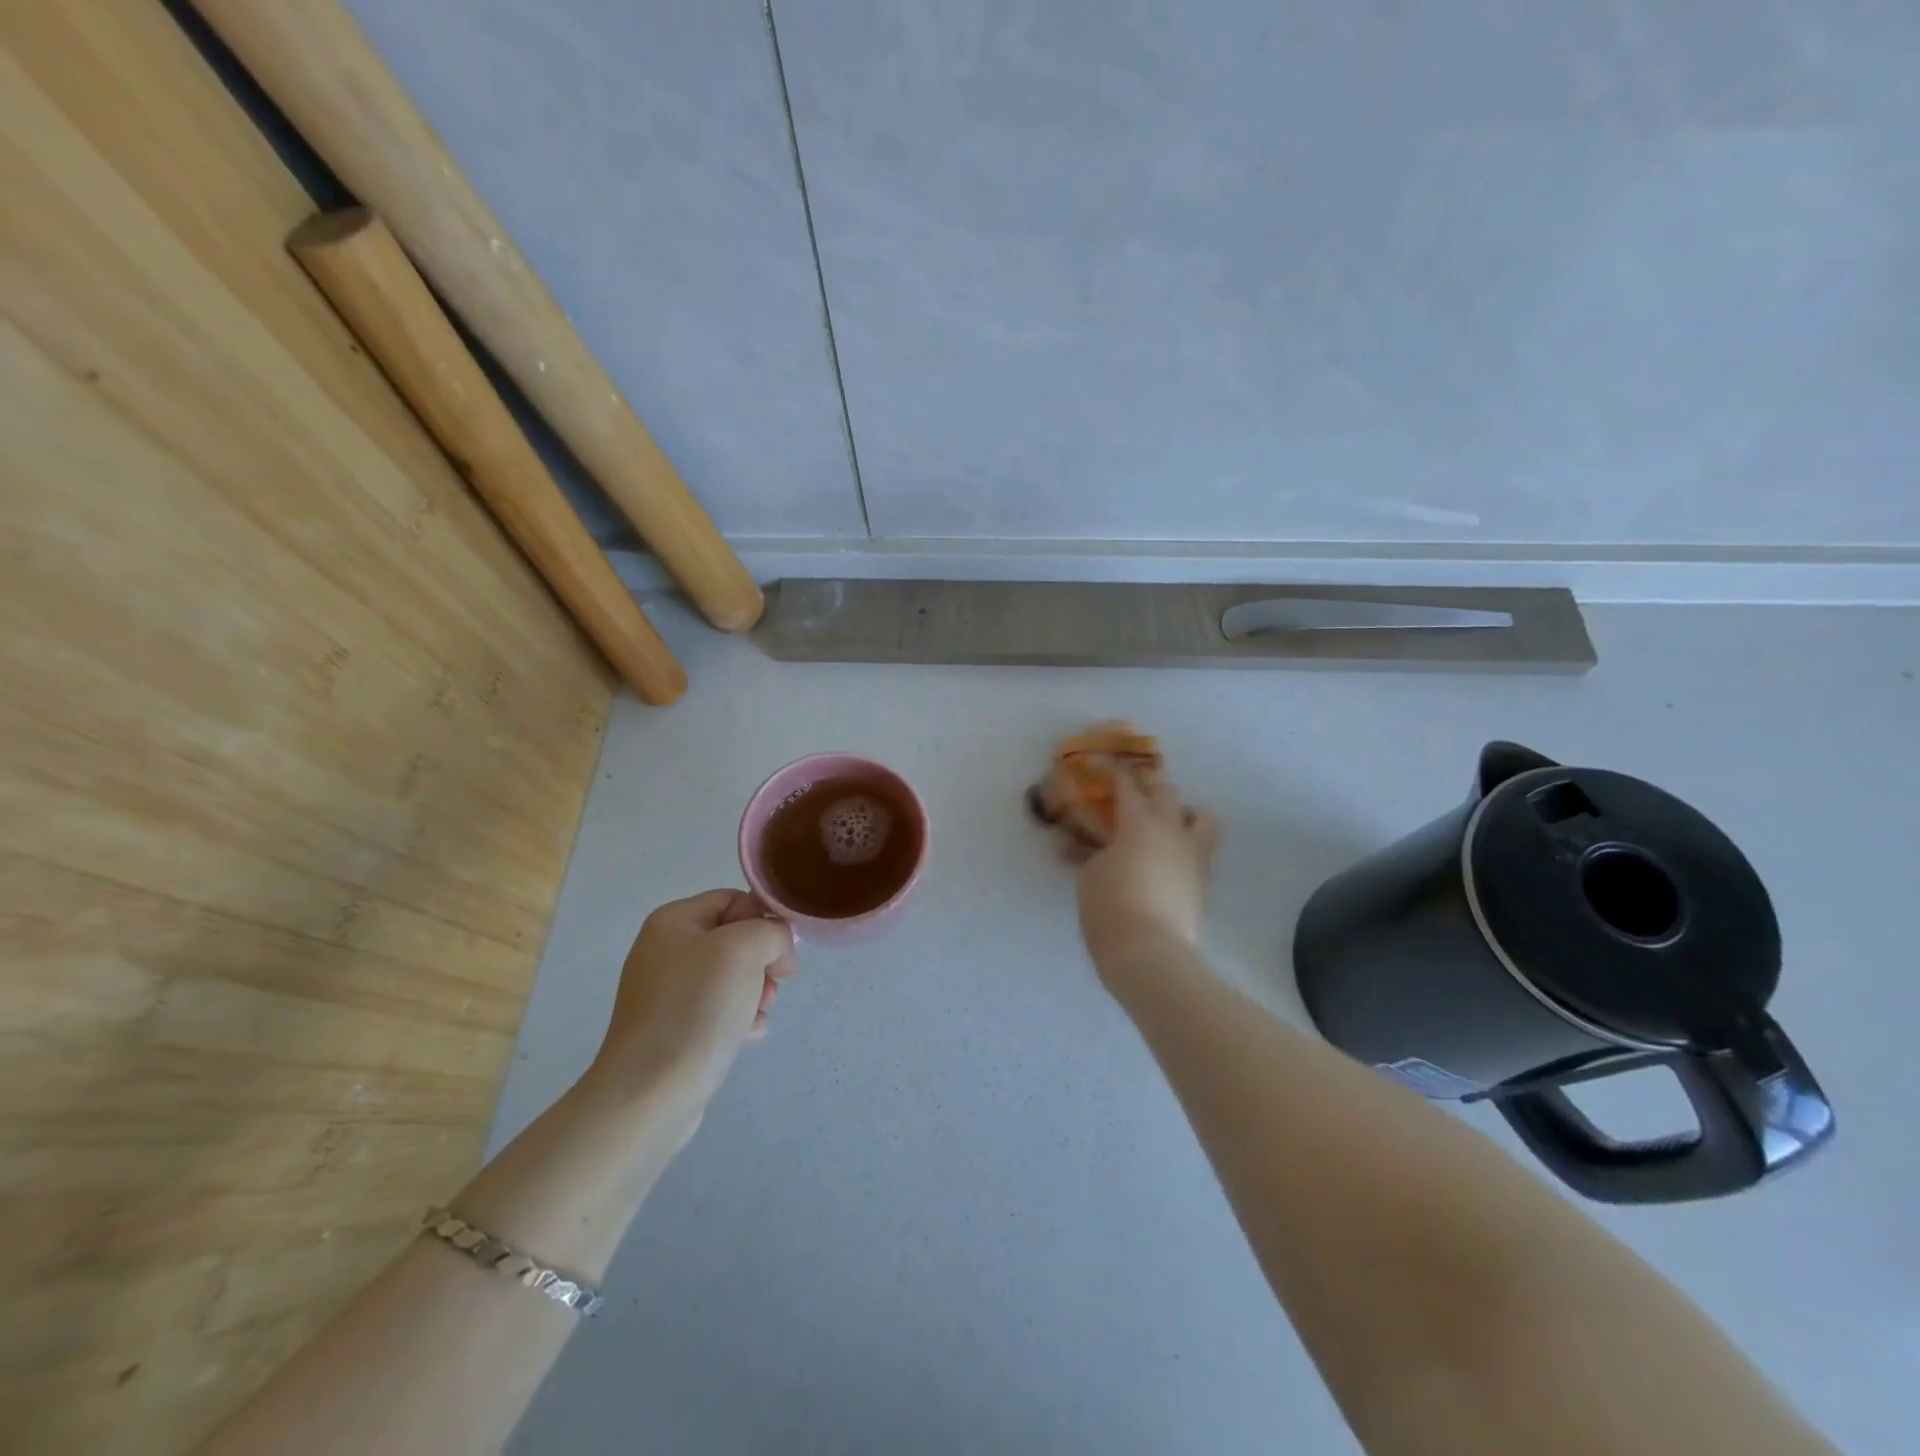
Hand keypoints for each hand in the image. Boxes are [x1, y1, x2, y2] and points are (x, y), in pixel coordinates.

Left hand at [588, 890, 798, 1115]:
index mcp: (673, 921)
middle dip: (763, 960)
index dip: (765, 919)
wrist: (650, 1093)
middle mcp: (665, 951)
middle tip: (773, 985)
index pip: (735, 900)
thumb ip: (772, 932)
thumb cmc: (697, 1008)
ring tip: (759, 1014)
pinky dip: (739, 1018)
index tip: (784, 951)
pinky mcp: (673, 1029)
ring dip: (757, 991)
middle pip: (736, 938)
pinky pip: (719, 1009)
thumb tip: (778, 951)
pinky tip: (745, 1036)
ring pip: (733, 976)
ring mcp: (666, 992)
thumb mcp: (745, 949)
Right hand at [1074, 774, 1218, 967]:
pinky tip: (1169, 852)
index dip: (1112, 770)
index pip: (1126, 785)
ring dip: (1182, 809)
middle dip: (1148, 780)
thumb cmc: (1110, 906)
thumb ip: (1094, 850)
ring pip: (1199, 815)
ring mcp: (1192, 854)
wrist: (1149, 952)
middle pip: (1165, 791)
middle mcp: (1171, 830)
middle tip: (1133, 779)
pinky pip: (1201, 846)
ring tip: (1166, 817)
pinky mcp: (1201, 880)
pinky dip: (1187, 840)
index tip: (1102, 760)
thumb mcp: (1091, 874)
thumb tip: (1095, 845)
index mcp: (1139, 822)